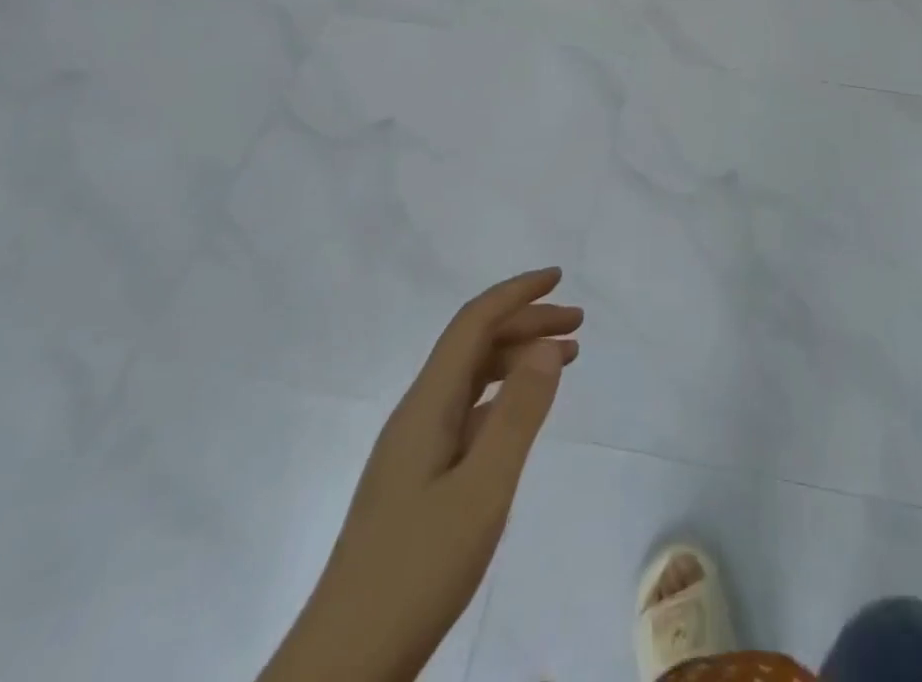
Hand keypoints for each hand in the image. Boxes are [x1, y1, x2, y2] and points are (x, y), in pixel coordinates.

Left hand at [263, 269, 582, 681]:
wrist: (343, 667)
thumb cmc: (416, 571)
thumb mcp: (481, 491)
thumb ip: (518, 414)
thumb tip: (547, 344)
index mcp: (427, 405)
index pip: (473, 323)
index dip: (516, 292)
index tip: (560, 278)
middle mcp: (418, 414)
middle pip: (474, 345)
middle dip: (526, 322)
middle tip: (579, 324)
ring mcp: (415, 448)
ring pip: (471, 378)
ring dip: (517, 357)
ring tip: (565, 358)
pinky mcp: (418, 480)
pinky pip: (468, 412)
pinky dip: (503, 396)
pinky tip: (523, 412)